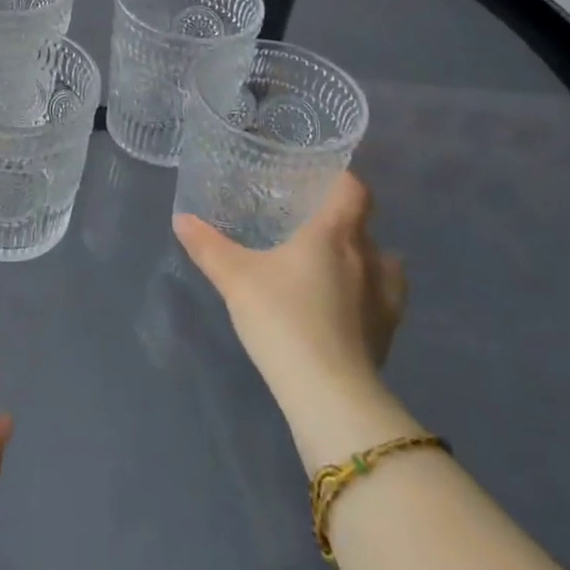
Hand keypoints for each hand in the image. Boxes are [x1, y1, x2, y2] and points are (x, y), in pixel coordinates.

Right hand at [173, 174, 413, 468]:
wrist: (327, 390)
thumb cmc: (282, 317)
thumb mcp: (234, 277)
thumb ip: (208, 246)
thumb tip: (181, 219)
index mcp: (333, 235)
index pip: (353, 191)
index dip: (342, 180)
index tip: (321, 179)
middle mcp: (368, 259)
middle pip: (366, 228)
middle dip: (343, 224)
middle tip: (311, 228)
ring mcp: (385, 300)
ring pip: (385, 266)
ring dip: (367, 262)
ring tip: (337, 269)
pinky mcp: (388, 335)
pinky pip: (383, 303)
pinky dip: (367, 299)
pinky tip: (343, 312)